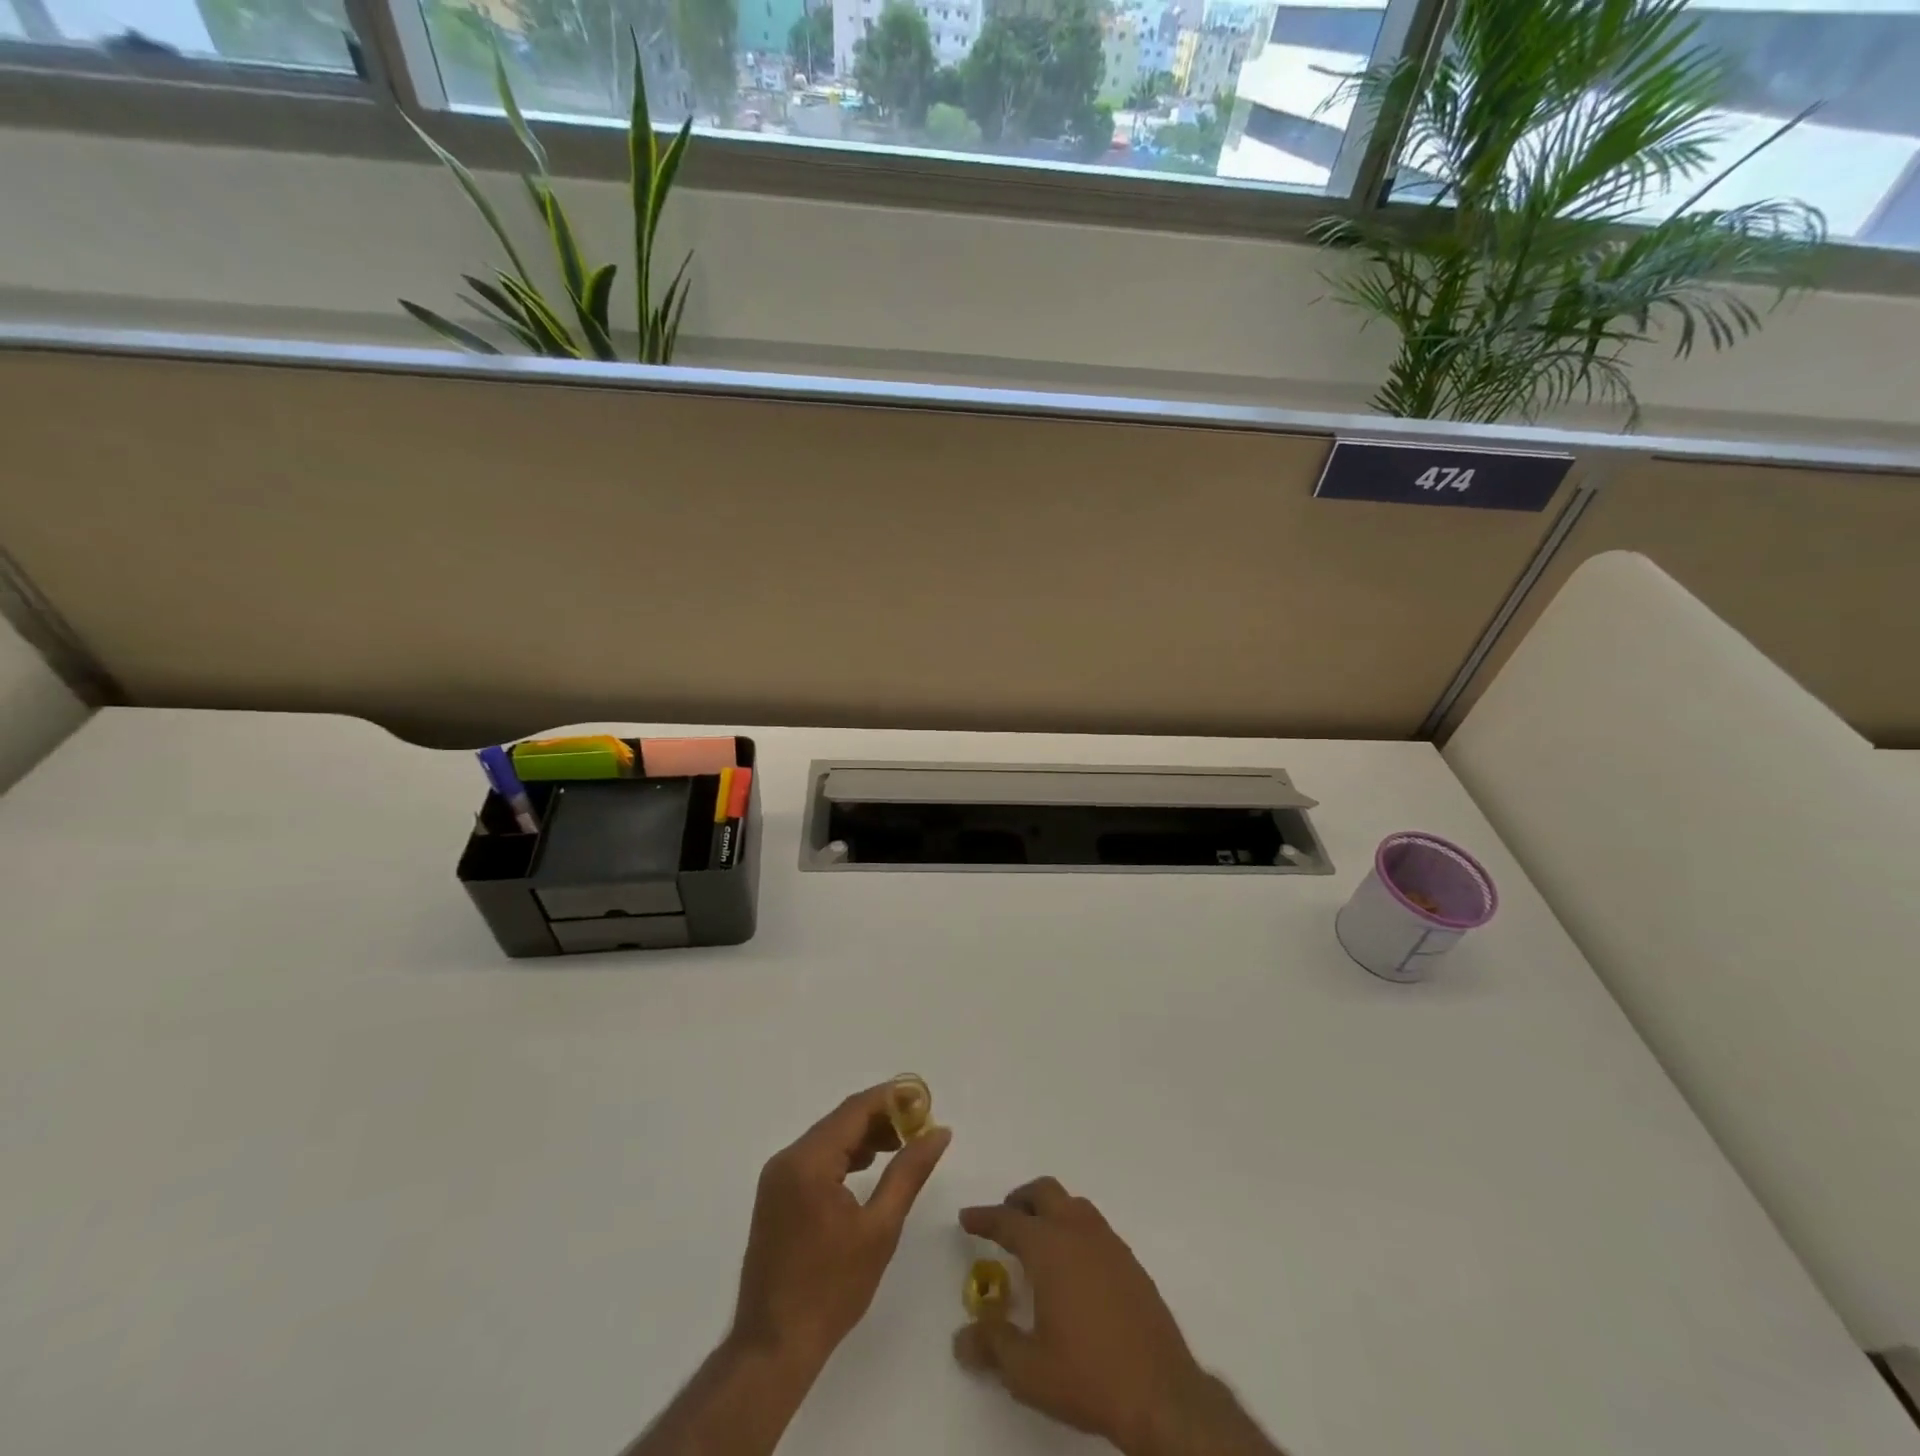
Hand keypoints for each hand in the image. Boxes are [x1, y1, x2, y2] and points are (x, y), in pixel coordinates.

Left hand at [731, 1081, 952, 1372]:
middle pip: (840, 1120)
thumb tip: (939, 1132)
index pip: (855, 1110)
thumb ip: (909, 1172)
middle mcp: (787, 1158)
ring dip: (863, 1137)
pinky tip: (867, 1168)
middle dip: (881, 1117)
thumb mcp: (880, 1229)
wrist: (773, 1347)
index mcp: (808, 1161)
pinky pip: (814, 1159)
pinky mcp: (775, 1196)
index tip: (925, 1100)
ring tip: (901, 1145)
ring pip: (827, 1139)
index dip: (892, 1098)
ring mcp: (776, 1177)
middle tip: (919, 1126)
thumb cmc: (831, 1289)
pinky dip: (843, 1156)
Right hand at [956, 1178, 1278, 1455]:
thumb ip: (992, 1345)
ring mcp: (1109, 1243)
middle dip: (1020, 1199)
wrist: (1161, 1394)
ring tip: (1039, 1239)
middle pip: (1045, 1192)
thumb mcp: (1028, 1370)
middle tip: (1005, 1218)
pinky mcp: (1131, 1262)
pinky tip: (1074, 1265)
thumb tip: (962, 1337)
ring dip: (1051, 1210)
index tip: (967, 1217)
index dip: (984, 1217)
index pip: (1007, 1220)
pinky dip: (1075, 1229)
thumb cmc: (1087, 1376)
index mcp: (1048, 1247)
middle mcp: (1077, 1231)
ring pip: (1073, 1204)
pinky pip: (1095, 1227)